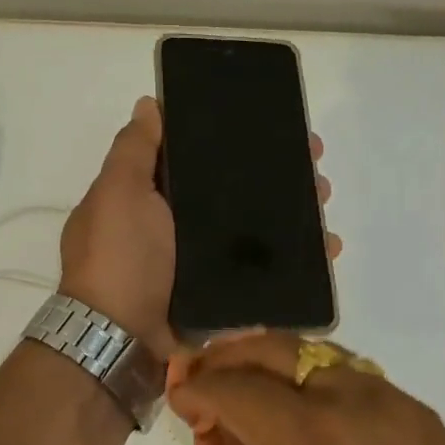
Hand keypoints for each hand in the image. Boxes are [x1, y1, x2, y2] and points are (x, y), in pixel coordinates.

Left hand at [61, 101, 339, 360]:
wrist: (120, 340)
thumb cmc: (119, 258)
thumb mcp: (119, 193)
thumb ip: (134, 150)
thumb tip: (149, 104)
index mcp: (152, 198)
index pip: (200, 159)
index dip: (236, 142)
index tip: (275, 130)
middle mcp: (177, 228)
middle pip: (237, 194)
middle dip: (277, 179)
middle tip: (315, 171)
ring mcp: (200, 265)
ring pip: (256, 232)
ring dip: (293, 216)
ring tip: (325, 207)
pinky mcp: (222, 296)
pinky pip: (264, 272)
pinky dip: (295, 262)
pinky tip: (326, 249)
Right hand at [167, 333, 444, 444]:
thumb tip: (230, 425)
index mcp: (315, 439)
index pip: (240, 388)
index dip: (200, 388)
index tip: (178, 395)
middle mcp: (360, 402)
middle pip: (281, 350)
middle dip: (232, 357)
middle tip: (204, 376)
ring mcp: (399, 404)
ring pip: (322, 356)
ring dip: (277, 366)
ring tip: (249, 391)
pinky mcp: (424, 419)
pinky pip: (359, 381)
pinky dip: (320, 384)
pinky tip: (304, 413)